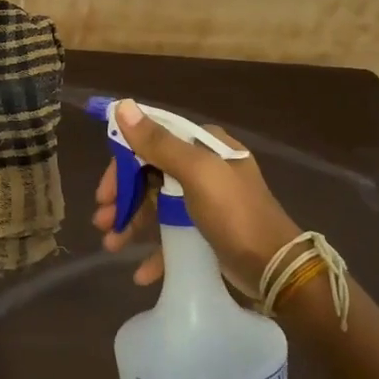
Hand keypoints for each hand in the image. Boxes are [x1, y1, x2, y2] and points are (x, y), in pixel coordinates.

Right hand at [92, 99, 300, 296]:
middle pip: (149, 176)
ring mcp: (205, 201)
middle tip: (102, 220)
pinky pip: (172, 234)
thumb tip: (123, 106)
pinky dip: (154, 250)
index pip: (152, 142)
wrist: (276, 269)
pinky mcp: (206, 231)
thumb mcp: (197, 173)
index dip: (123, 164)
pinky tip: (141, 272)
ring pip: (156, 206)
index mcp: (204, 146)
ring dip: (131, 224)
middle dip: (123, 199)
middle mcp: (204, 168)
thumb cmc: (235, 214)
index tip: (105, 190)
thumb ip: (158, 143)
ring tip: (111, 246)